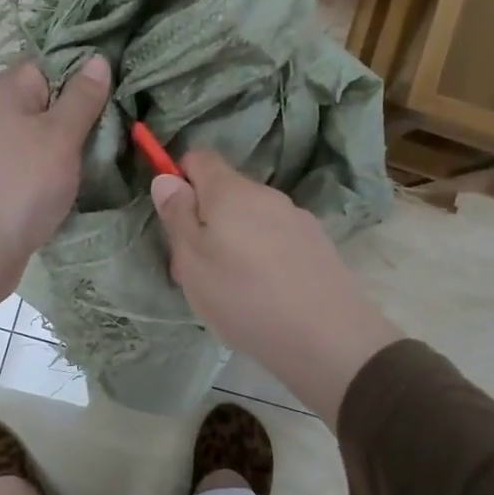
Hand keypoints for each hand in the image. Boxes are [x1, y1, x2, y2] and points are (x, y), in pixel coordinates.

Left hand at [0, 57, 110, 321]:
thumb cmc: (21, 182)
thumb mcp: (60, 134)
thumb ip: (82, 97)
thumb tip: (98, 59)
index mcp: (6, 90)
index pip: (50, 62)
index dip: (85, 69)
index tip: (122, 80)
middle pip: (50, 100)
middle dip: (86, 110)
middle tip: (128, 118)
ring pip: (47, 136)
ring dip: (77, 144)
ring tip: (117, 148)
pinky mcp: (4, 182)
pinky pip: (39, 165)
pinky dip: (62, 169)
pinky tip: (89, 177)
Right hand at [152, 150, 400, 426]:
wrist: (326, 337)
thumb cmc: (244, 297)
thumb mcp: (192, 261)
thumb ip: (177, 216)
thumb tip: (167, 178)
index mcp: (231, 191)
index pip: (200, 158)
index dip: (180, 179)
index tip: (173, 218)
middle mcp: (267, 195)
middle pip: (226, 192)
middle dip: (205, 221)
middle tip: (196, 270)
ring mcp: (297, 218)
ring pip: (252, 219)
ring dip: (235, 241)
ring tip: (232, 290)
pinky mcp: (318, 245)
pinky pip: (277, 239)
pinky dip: (263, 257)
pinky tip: (266, 294)